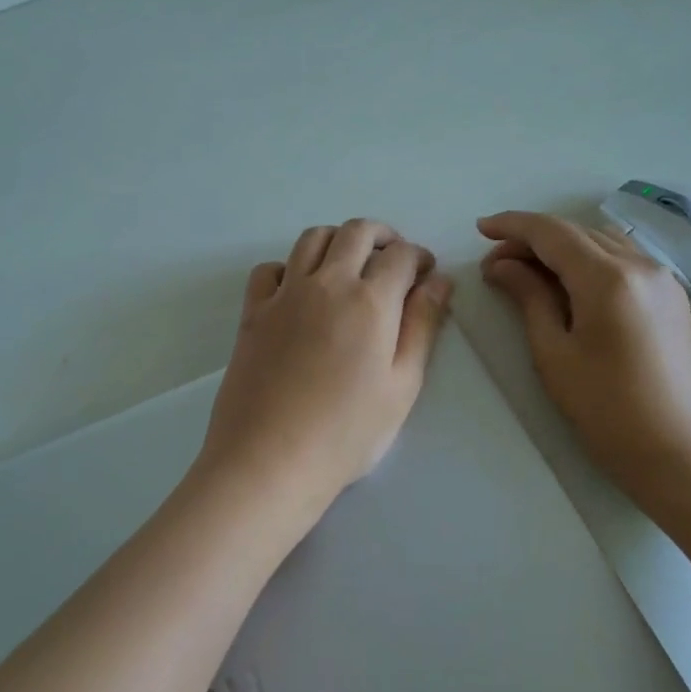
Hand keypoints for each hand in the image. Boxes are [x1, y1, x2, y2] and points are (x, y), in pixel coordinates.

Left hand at [198, 219, 452, 519]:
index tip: (426, 274)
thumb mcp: (402, 386)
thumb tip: (438, 281)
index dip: (420, 257)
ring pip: (311, 238)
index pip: (401, 255)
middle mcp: (325, 283)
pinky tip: (299, 290)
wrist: (269, 460)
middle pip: (356, 232)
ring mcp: (283, 295)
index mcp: (370, 301)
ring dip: (338, 240)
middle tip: (394, 258)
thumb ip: (422, 326)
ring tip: (350, 265)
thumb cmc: (346, 433)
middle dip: (383, 235)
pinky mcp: (252, 313)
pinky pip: (269, 269)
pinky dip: (289, 266)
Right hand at [478, 211, 690, 495]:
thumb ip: (529, 298)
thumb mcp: (554, 352)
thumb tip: (501, 265)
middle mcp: (641, 265)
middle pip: (577, 233)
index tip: (480, 229)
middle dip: (533, 240)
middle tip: (496, 264)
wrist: (676, 450)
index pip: (552, 232)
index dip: (512, 225)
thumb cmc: (604, 407)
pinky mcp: (672, 297)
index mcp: (608, 278)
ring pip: (602, 241)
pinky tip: (571, 284)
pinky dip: (590, 259)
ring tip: (530, 273)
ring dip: (563, 247)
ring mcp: (663, 279)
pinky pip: (624, 259)